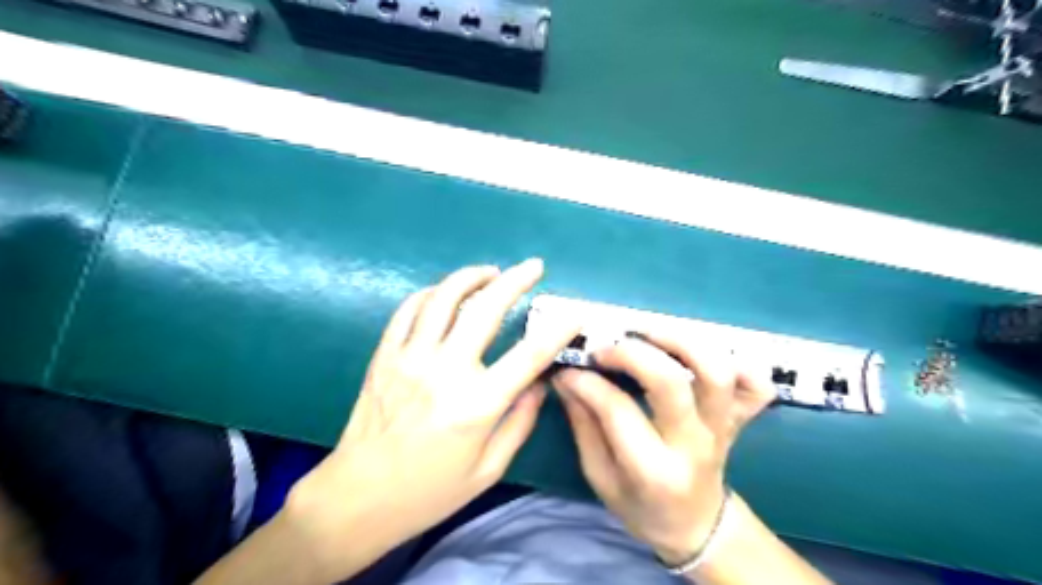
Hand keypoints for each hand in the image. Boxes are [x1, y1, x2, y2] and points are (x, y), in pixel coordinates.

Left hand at [281, 259, 583, 579]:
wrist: (358, 498)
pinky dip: (431, 293)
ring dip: (471, 277)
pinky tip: (445, 294)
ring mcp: (410, 358)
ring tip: (491, 272)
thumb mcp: (488, 469)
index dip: (557, 329)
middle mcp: (445, 371)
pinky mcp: (385, 355)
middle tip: (533, 267)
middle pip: (486, 309)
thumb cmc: (430, 491)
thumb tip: (539, 384)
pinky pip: (409, 309)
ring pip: (444, 298)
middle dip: (515, 280)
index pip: (529, 355)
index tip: (573, 313)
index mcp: (477, 405)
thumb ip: (520, 422)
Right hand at [553, 333, 772, 565]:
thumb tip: (568, 377)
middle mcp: (694, 444)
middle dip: (632, 353)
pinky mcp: (740, 418)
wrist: (696, 525)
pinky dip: (739, 362)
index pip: (618, 410)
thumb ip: (583, 425)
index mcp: (654, 471)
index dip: (588, 382)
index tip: (569, 369)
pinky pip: (756, 385)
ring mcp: (723, 428)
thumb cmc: (641, 506)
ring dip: (681, 341)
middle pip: (671, 382)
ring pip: (717, 372)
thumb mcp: (600, 477)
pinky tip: (702, 355)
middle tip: (606, 347)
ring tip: (648, 333)